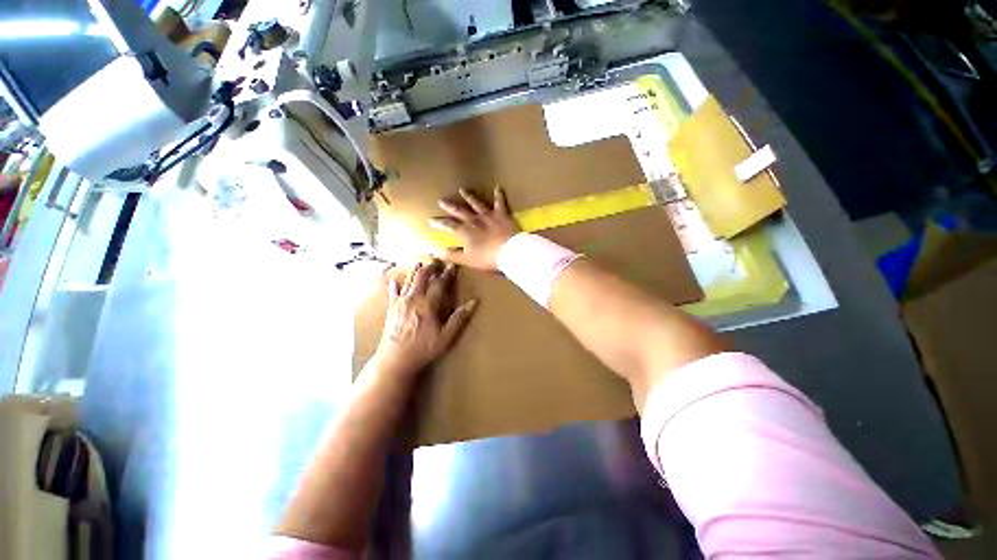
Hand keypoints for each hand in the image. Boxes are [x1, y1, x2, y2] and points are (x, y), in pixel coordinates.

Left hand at [374, 260, 477, 376]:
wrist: (394, 359)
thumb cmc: (423, 348)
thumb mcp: (446, 336)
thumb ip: (459, 318)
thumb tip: (474, 302)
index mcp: (428, 304)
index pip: (439, 284)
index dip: (446, 274)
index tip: (451, 266)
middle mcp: (413, 298)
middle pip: (421, 276)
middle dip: (429, 267)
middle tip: (436, 260)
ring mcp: (400, 302)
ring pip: (408, 281)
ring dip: (415, 271)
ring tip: (420, 263)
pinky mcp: (391, 308)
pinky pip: (392, 292)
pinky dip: (395, 284)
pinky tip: (395, 280)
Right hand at [429, 187, 519, 270]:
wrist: (509, 252)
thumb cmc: (487, 258)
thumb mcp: (467, 260)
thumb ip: (451, 254)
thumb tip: (435, 251)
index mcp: (465, 231)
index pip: (448, 226)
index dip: (439, 223)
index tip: (430, 220)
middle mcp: (474, 220)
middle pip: (459, 211)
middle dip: (449, 206)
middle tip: (441, 200)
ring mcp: (488, 215)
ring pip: (476, 203)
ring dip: (469, 196)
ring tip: (463, 190)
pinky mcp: (502, 214)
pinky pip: (500, 202)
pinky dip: (499, 195)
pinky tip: (498, 187)